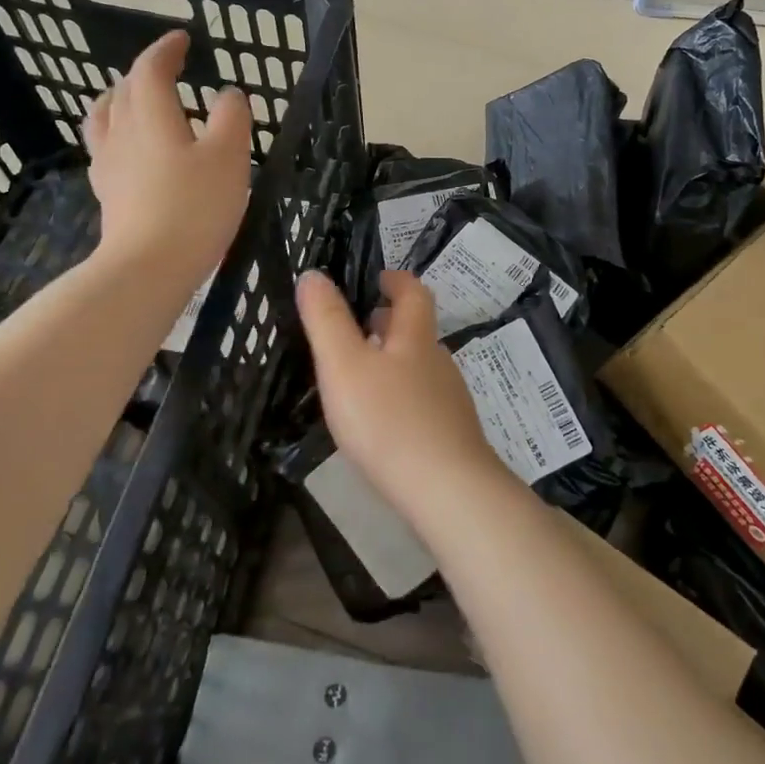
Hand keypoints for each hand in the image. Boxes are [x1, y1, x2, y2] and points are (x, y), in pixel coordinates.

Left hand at [84, 29, 251, 280]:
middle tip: (167, 68)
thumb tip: (228, 94)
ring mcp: (109, 164)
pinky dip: (117, 133)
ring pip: (105, 117)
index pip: (150, 69)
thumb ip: (232, 118)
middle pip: (124, 90)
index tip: (182, 38)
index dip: (165, 49)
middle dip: (145, 72)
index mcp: (152, 116)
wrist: (149, 266)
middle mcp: (123, 132)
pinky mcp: (108, 193)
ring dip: (120, 99)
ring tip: (135, 99)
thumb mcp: (229, 157)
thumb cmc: (195, 207)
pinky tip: (129, 149)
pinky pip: (105, 147)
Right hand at [296, 269, 512, 522]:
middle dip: (388, 323)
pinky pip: (422, 401)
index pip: (413, 292)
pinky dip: (400, 396)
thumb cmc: (389, 420)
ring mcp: (449, 399)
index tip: (375, 279)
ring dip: (392, 361)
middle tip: (355, 328)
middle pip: (416, 331)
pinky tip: (382, 422)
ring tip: (359, 376)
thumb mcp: (344, 365)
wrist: (446, 489)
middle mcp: (438, 361)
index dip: (395, 280)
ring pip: (418, 367)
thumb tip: (313, 274)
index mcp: (416, 337)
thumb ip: (327, 319)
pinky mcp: (451, 433)